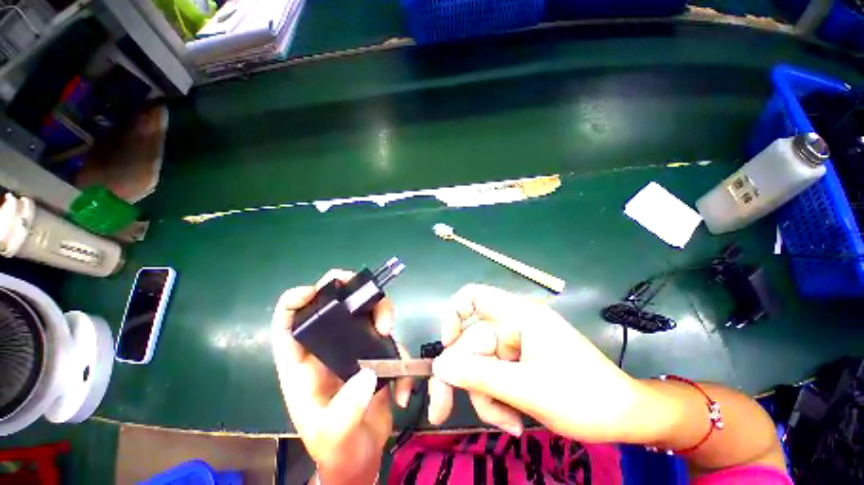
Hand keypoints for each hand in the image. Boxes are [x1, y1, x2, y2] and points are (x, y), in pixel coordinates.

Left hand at [271, 270, 412, 484]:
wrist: (361, 457)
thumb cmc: (337, 448)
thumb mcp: (333, 435)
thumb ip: (346, 410)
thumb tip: (368, 373)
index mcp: (302, 362)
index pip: (288, 321)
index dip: (296, 300)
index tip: (314, 293)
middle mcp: (328, 347)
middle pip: (336, 303)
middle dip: (351, 290)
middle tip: (368, 298)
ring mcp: (355, 347)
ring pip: (367, 312)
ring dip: (382, 312)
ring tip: (388, 332)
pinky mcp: (376, 353)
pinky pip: (390, 339)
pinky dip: (400, 353)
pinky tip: (403, 387)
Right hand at [428, 284, 654, 442]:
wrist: (628, 418)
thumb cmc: (584, 399)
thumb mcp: (526, 390)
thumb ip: (479, 376)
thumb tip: (439, 366)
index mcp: (519, 314)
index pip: (473, 296)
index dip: (453, 315)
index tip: (447, 346)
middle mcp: (515, 323)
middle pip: (473, 342)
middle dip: (464, 377)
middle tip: (442, 409)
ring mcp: (519, 342)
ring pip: (483, 364)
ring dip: (486, 395)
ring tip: (507, 422)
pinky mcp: (523, 359)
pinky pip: (496, 374)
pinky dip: (498, 397)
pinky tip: (514, 420)